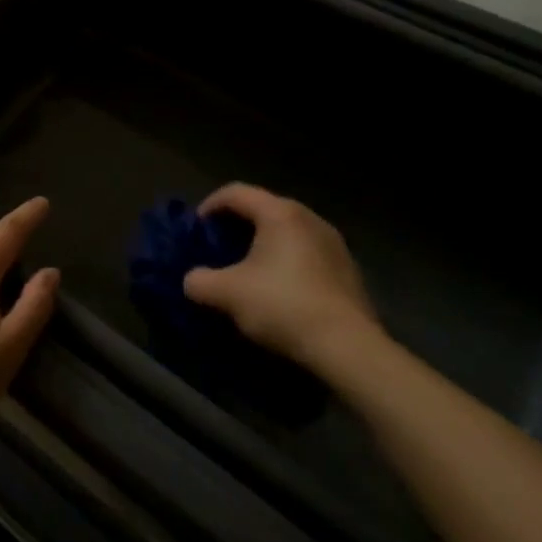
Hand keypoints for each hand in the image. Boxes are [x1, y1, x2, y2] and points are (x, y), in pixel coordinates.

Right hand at [181, 184, 380, 369]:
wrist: (349, 349)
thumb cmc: (283, 305)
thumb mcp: (228, 293)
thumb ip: (200, 281)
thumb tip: (192, 281)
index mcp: (280, 213)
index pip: (235, 192)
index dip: (210, 205)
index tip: (197, 229)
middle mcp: (309, 218)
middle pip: (264, 209)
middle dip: (238, 225)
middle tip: (220, 248)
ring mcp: (334, 244)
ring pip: (288, 232)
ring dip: (265, 245)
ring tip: (249, 270)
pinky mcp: (349, 271)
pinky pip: (308, 254)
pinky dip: (288, 263)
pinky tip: (281, 290)